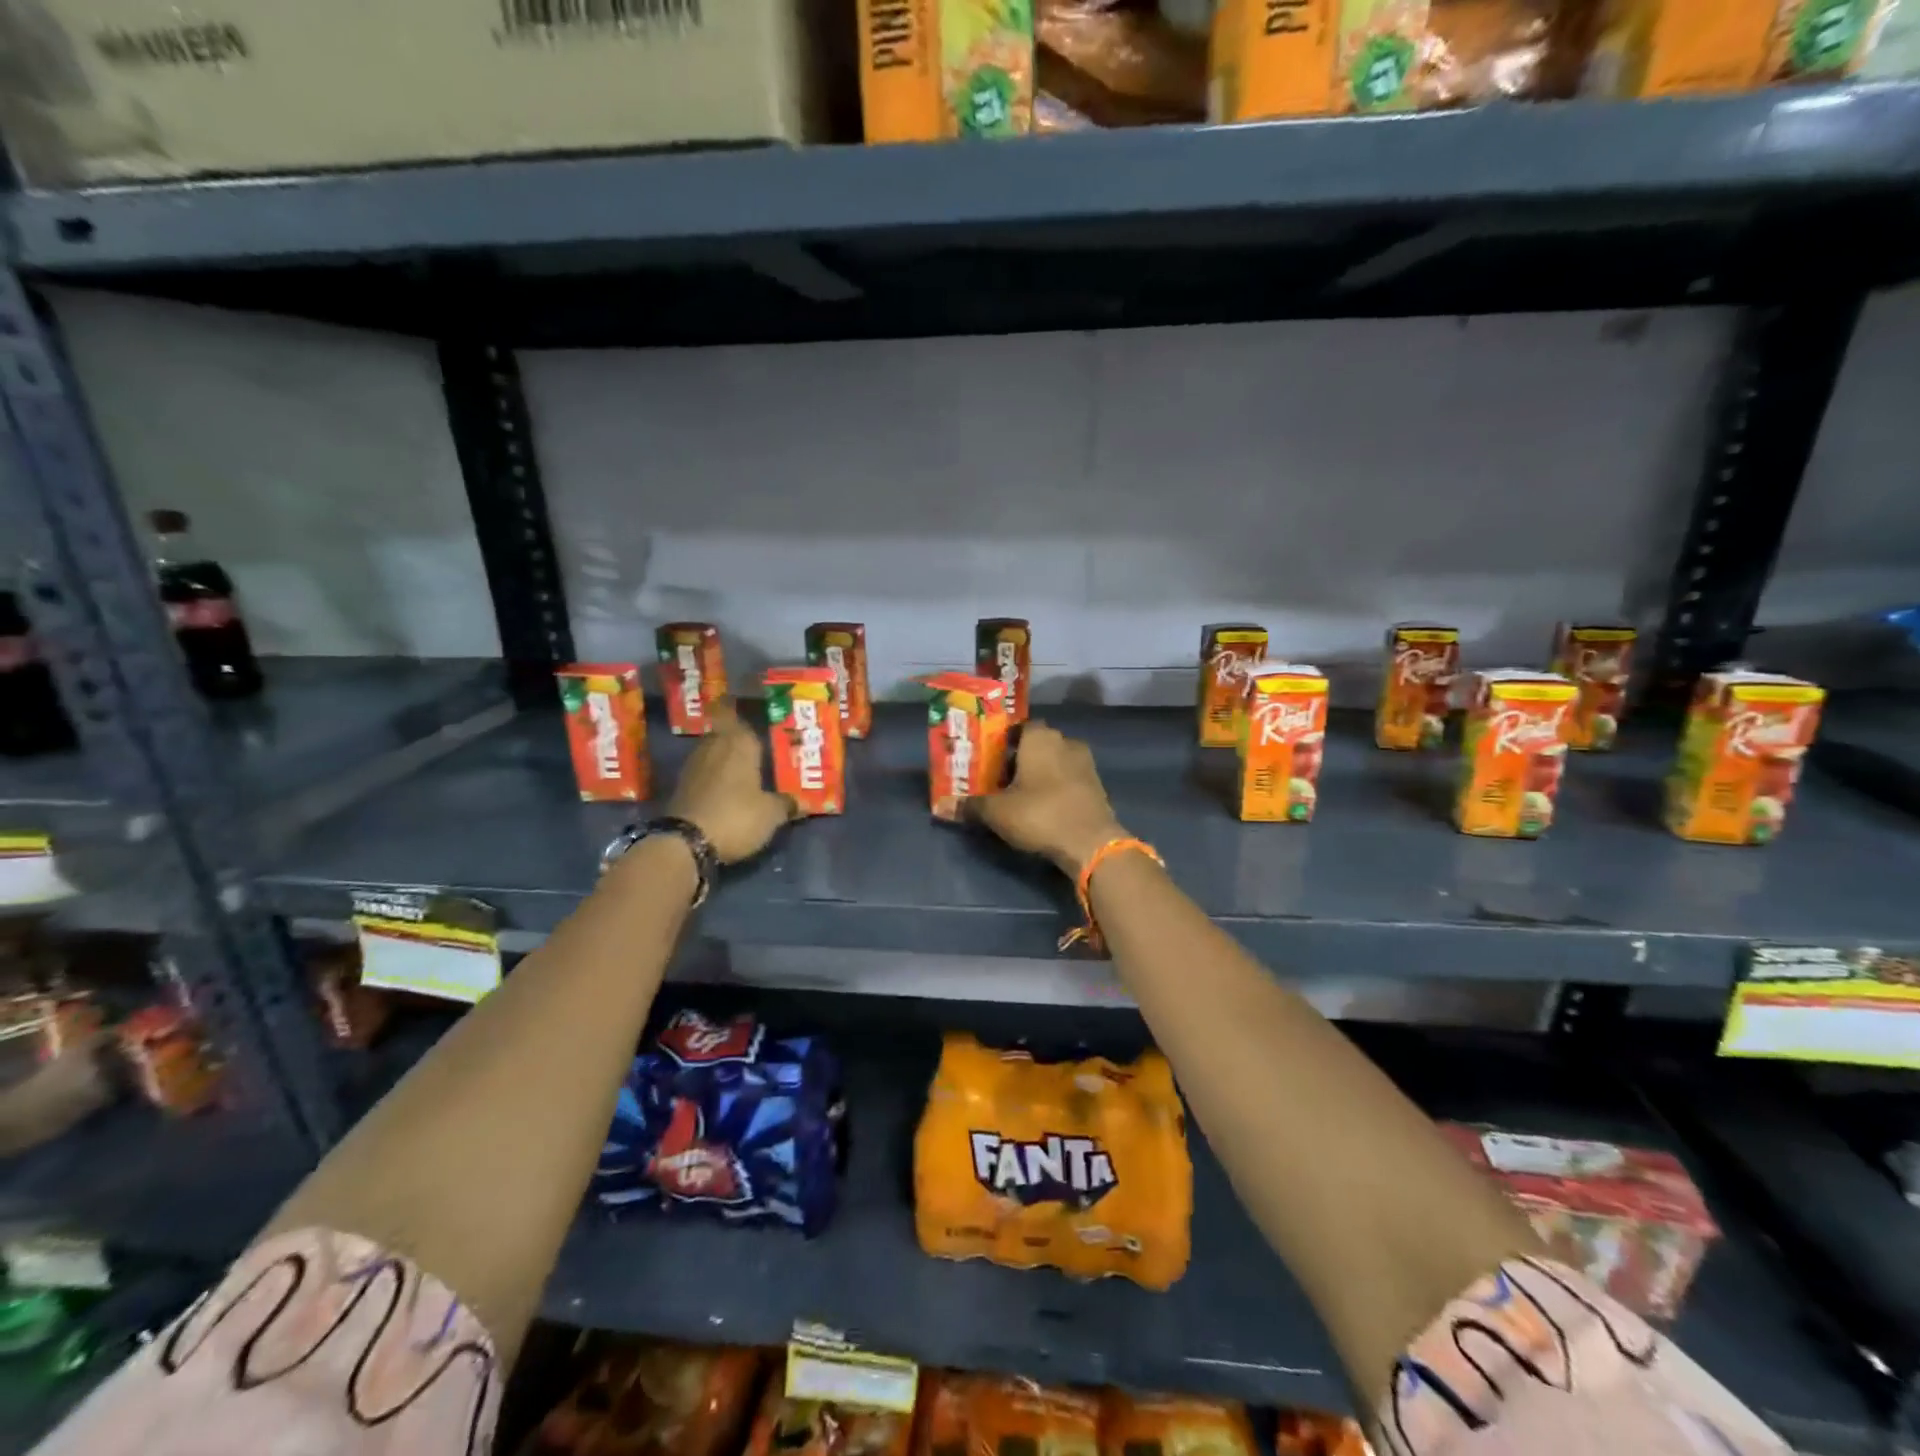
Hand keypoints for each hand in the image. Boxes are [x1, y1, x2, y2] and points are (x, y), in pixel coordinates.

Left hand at [666, 701, 794, 863]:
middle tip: (760, 744)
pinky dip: (715, 776)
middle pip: (725, 731)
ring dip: (726, 758)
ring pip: (714, 751)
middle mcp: (713, 745)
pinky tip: (729, 789)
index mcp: (738, 741)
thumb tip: (799, 802)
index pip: (734, 711)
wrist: (685, 843)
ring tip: (747, 768)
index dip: (740, 706)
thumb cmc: (736, 816)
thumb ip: (786, 803)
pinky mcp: (682, 786)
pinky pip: (705, 772)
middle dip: (739, 737)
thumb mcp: (772, 814)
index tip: (752, 706)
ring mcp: (694, 765)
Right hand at [971, 720, 1127, 876]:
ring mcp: (1086, 763)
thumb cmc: (1039, 814)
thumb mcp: (997, 812)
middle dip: (1020, 759)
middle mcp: (1065, 741)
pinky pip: (1070, 779)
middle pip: (1037, 744)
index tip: (989, 761)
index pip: (1017, 728)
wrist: (1091, 842)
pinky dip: (1057, 788)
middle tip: (1000, 781)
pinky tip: (1044, 807)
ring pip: (1055, 761)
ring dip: (1040, 774)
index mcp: (1040, 737)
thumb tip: (942, 806)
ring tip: (1021, 796)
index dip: (1002, 743)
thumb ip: (970, 806)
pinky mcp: (1097, 785)